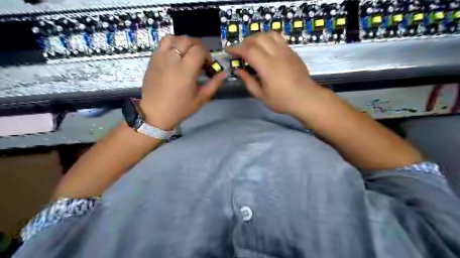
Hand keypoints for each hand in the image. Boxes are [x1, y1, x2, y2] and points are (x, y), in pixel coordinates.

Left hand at [140, 35, 225, 129]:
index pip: (199, 50)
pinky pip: (163, 44)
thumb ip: (213, 84)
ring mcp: (160, 57)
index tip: (207, 64)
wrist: (155, 113)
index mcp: (185, 70)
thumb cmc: (179, 108)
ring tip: (187, 53)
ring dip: (184, 42)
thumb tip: (224, 73)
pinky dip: (172, 44)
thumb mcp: (200, 99)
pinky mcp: (153, 59)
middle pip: (187, 40)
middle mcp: (172, 59)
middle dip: (197, 46)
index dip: (206, 54)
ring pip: (173, 38)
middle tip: (200, 58)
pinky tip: (176, 56)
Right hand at [227, 32, 320, 113]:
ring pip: (268, 34)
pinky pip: (278, 38)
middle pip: (257, 38)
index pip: (248, 50)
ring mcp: (286, 51)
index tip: (229, 51)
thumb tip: (237, 70)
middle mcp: (276, 54)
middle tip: (240, 51)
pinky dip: (268, 38)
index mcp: (267, 67)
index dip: (236, 48)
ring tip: (252, 46)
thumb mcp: (261, 95)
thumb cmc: (282, 100)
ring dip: (257, 37)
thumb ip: (248, 81)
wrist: (305, 97)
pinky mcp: (292, 52)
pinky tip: (266, 47)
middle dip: (245, 42)